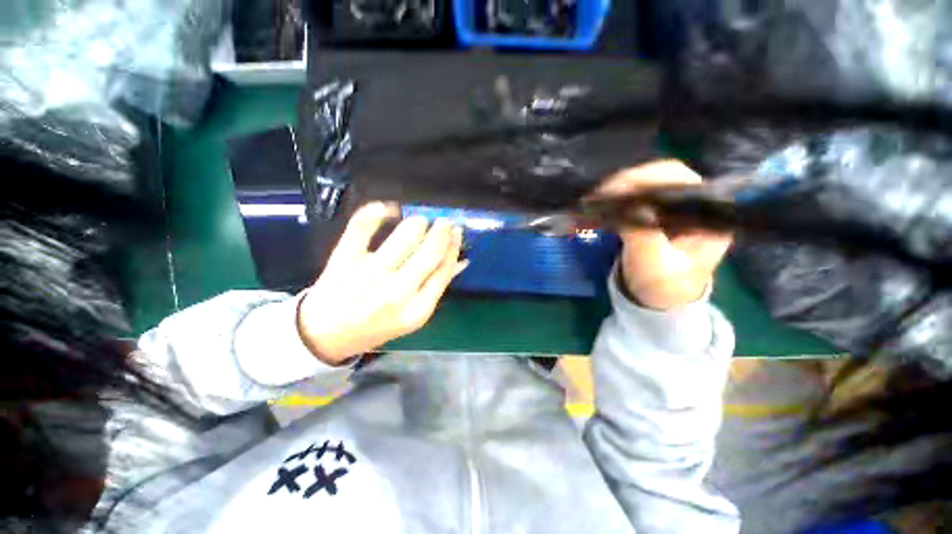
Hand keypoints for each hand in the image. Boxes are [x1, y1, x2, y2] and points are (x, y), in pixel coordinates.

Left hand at [297, 202, 466, 364]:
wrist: (326, 334)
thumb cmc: (376, 326)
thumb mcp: (413, 315)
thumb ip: (437, 287)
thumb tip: (461, 261)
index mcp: (417, 309)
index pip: (444, 269)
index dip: (454, 246)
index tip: (457, 232)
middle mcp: (397, 291)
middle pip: (430, 250)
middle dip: (443, 230)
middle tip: (445, 221)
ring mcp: (370, 272)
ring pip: (406, 235)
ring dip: (419, 222)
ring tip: (421, 221)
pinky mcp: (345, 258)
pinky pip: (363, 225)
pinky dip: (377, 211)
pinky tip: (389, 209)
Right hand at [596, 161, 731, 309]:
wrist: (659, 298)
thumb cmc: (662, 285)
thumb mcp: (652, 265)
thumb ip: (644, 235)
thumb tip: (631, 205)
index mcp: (708, 216)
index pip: (682, 182)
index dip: (649, 179)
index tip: (618, 187)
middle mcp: (696, 204)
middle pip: (665, 176)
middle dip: (631, 180)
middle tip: (602, 191)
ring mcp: (676, 206)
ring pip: (649, 182)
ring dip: (622, 186)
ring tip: (598, 195)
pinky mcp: (658, 211)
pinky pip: (638, 194)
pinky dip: (619, 195)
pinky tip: (604, 200)